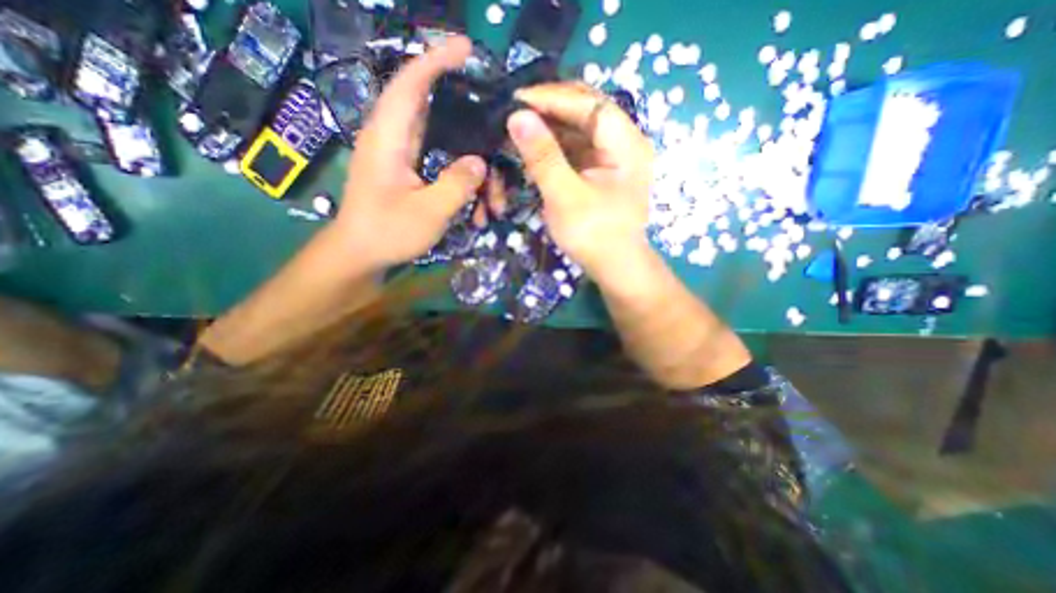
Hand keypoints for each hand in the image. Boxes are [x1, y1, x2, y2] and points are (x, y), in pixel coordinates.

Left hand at [332, 35, 489, 267]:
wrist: (360, 255)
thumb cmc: (387, 233)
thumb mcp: (428, 212)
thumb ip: (456, 184)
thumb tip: (480, 162)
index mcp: (389, 138)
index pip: (411, 84)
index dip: (437, 61)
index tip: (466, 49)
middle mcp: (392, 138)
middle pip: (429, 106)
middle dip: (462, 106)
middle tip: (492, 115)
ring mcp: (399, 155)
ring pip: (438, 138)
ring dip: (466, 156)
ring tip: (490, 188)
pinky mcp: (406, 171)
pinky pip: (438, 159)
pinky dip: (458, 173)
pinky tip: (475, 199)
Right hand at [510, 82, 656, 282]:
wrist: (614, 267)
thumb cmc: (594, 235)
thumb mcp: (565, 196)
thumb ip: (543, 156)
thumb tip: (517, 116)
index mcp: (626, 144)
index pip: (590, 104)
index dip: (553, 97)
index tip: (517, 100)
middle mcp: (624, 143)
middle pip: (586, 112)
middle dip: (550, 110)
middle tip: (516, 112)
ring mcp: (613, 157)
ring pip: (579, 130)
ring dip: (550, 128)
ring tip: (520, 129)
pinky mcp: (601, 171)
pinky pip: (576, 148)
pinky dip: (555, 146)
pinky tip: (536, 149)